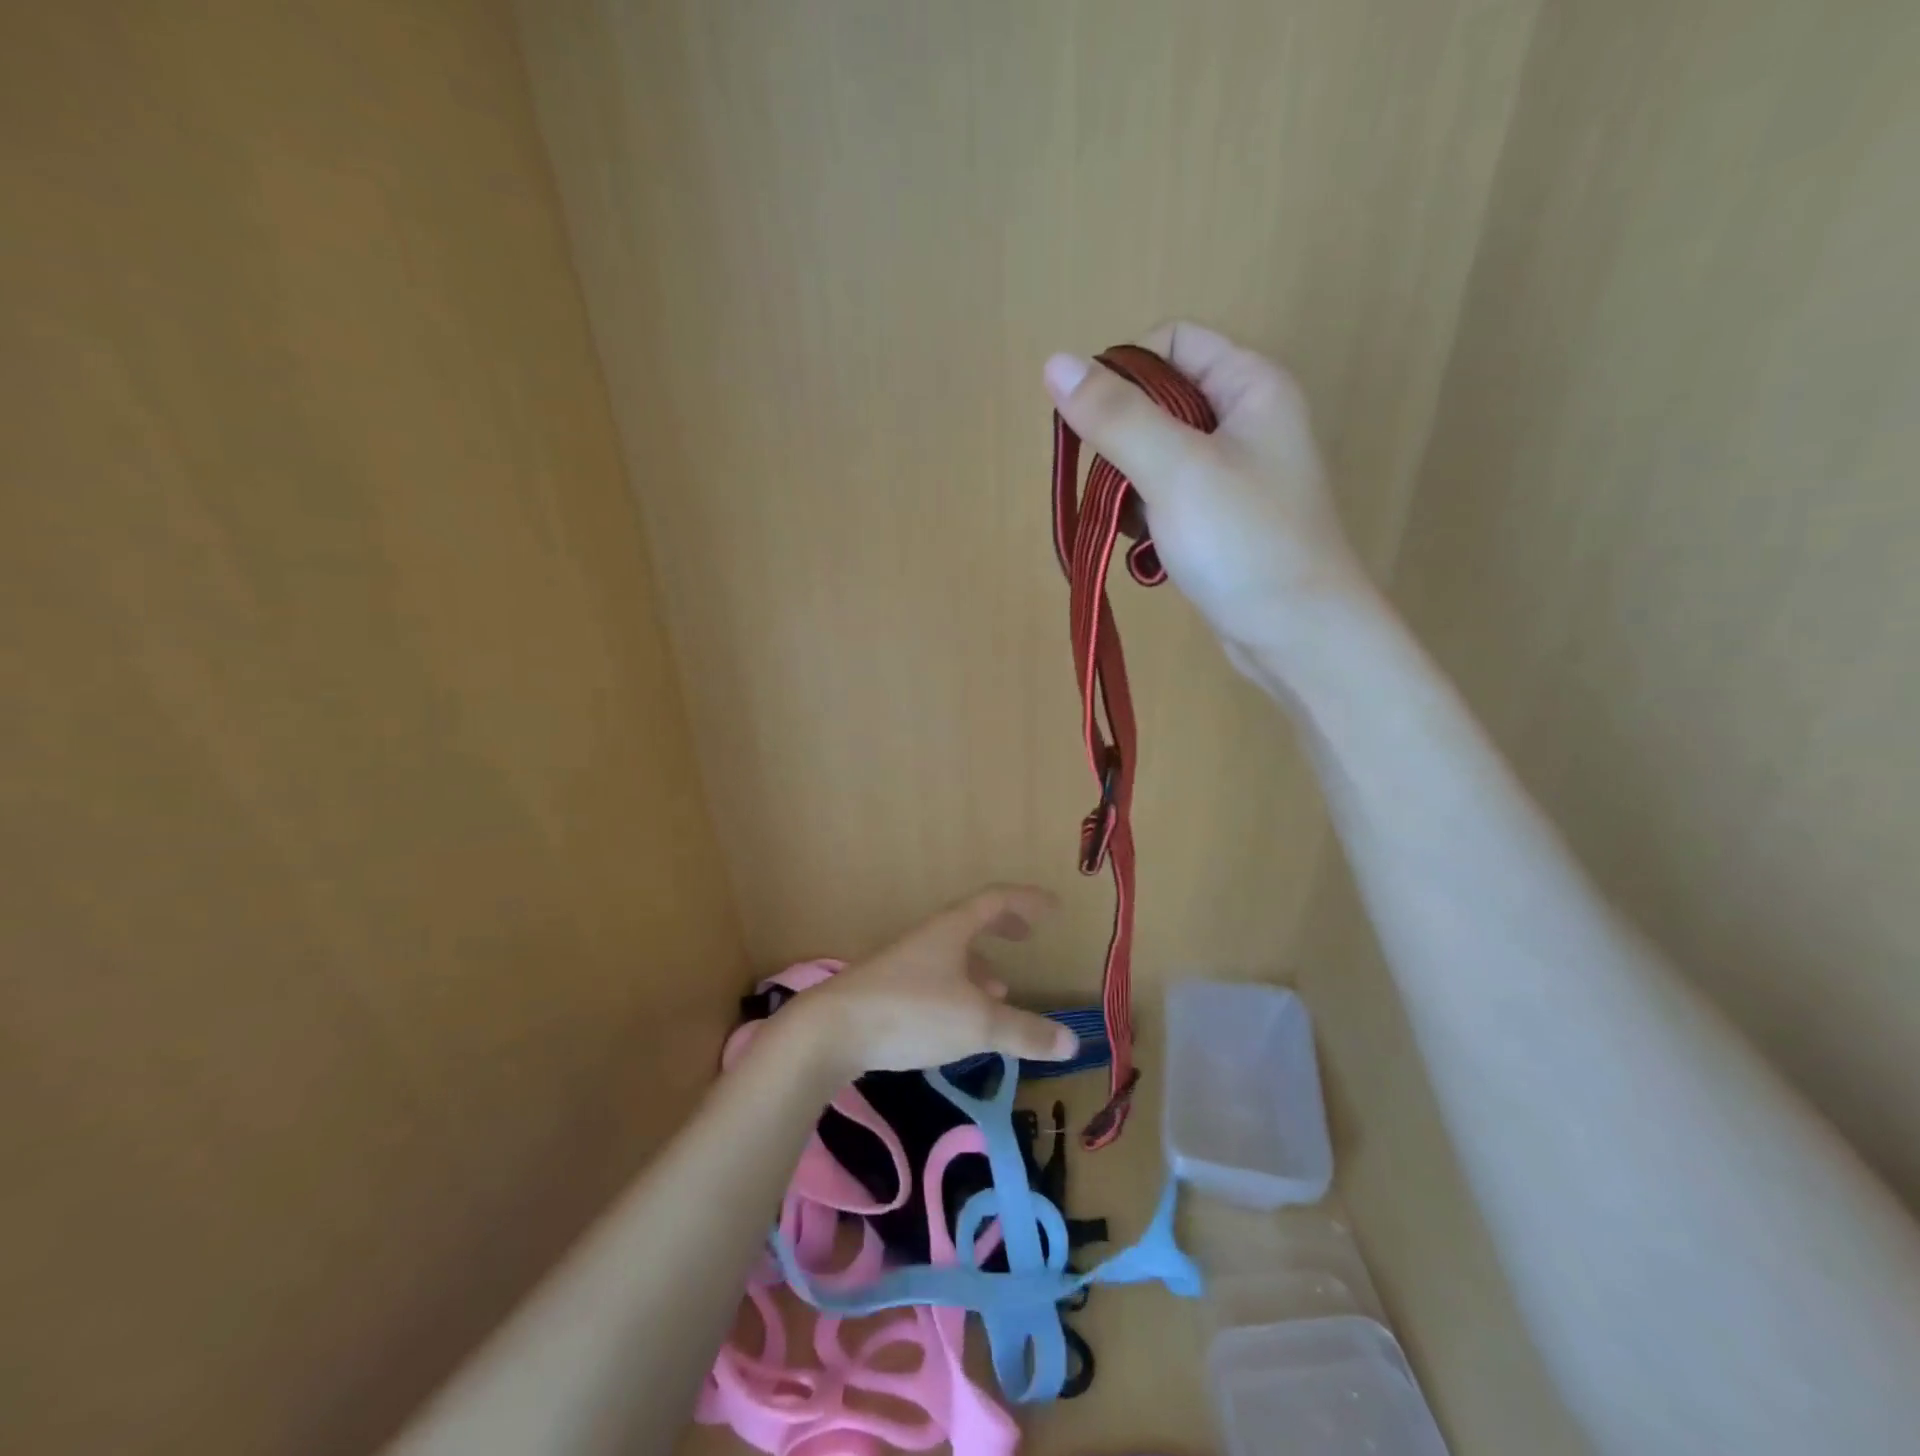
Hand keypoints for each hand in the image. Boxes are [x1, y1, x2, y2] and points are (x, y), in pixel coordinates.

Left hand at [784, 885, 1077, 1081]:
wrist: (831, 1031)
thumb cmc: (912, 1013)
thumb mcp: (978, 1024)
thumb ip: (1025, 1032)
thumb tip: (1073, 1042)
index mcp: (951, 930)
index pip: (996, 900)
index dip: (1027, 901)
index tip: (1053, 906)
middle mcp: (927, 939)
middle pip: (971, 922)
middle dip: (1002, 927)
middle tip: (1026, 937)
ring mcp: (903, 964)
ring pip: (951, 954)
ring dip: (979, 966)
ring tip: (999, 991)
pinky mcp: (886, 992)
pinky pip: (934, 979)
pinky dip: (958, 991)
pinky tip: (958, 1022)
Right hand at [1044, 322, 1373, 671]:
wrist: (1297, 635)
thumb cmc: (1244, 542)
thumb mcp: (1175, 470)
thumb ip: (1115, 417)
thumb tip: (1054, 364)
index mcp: (1250, 385)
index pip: (1172, 342)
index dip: (1125, 372)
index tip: (1095, 424)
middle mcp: (1246, 420)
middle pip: (1159, 400)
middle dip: (1122, 440)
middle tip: (1113, 484)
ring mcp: (1235, 474)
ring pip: (1157, 455)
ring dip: (1129, 485)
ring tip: (1134, 524)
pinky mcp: (1222, 519)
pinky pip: (1167, 497)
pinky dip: (1146, 517)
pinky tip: (1146, 548)